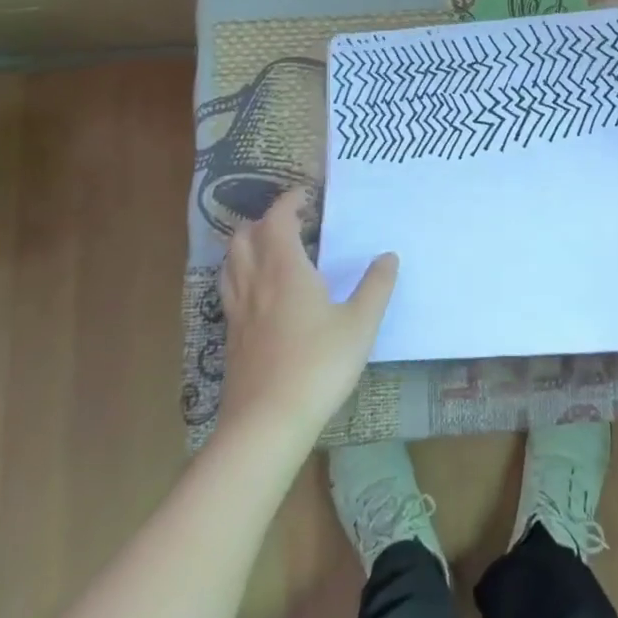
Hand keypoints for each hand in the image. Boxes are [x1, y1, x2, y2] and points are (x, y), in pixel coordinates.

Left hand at [217, 189, 397, 450]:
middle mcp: (255, 281)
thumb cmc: (318, 365)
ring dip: (247, 245)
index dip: (288, 201)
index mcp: (285, 269)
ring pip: (230, 262)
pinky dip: (241, 274)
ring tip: (271, 250)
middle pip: (244, 236)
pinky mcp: (230, 336)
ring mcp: (237, 310)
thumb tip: (388, 256)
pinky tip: (260, 293)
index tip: (305, 195)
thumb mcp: (360, 325)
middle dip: (264, 220)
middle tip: (291, 222)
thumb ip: (376, 286)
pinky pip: (229, 289)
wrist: (267, 422)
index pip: (276, 219)